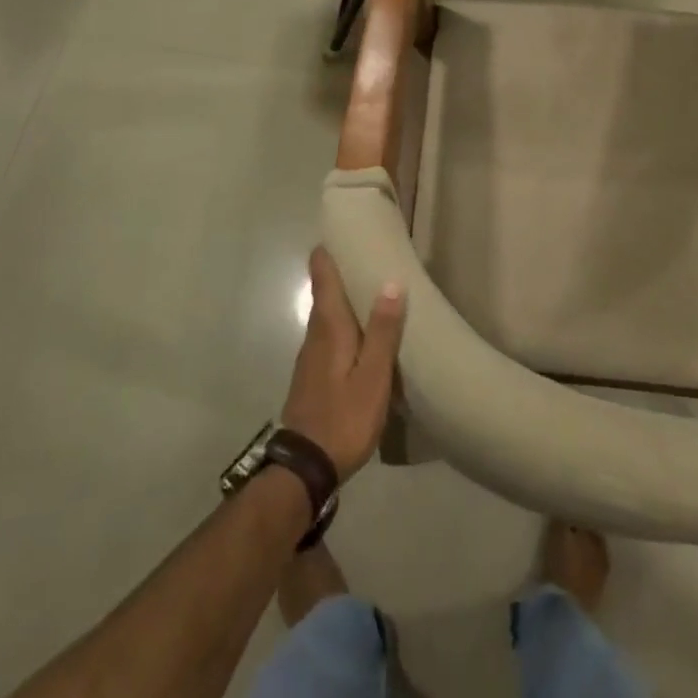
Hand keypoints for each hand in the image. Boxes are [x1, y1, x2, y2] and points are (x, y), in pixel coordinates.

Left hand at [281, 248, 405, 479]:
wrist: (306, 467)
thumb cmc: (344, 417)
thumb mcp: (373, 376)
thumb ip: (382, 330)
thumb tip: (390, 282)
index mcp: (329, 326)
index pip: (321, 273)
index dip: (329, 249)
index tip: (346, 230)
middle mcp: (315, 333)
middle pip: (325, 290)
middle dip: (344, 270)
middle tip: (373, 255)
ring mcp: (311, 355)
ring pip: (328, 313)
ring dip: (346, 297)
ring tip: (376, 289)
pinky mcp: (314, 374)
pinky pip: (330, 334)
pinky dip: (345, 321)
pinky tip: (364, 332)